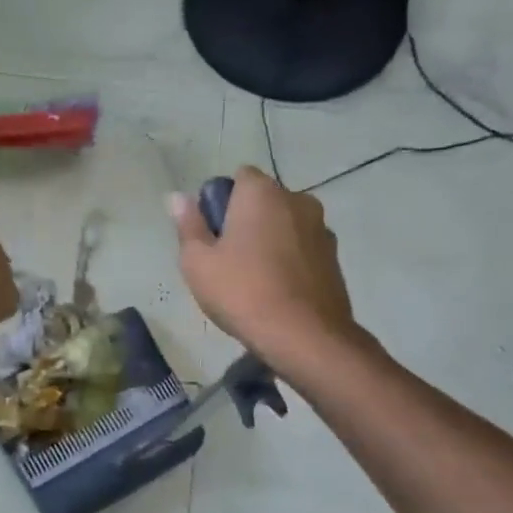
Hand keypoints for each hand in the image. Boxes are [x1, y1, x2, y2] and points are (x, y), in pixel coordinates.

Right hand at [170, 166, 361, 377]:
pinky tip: (276, 290)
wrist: (305, 336)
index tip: (211, 232)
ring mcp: (321, 228)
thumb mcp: (197, 261)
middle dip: (245, 219)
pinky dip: (288, 259)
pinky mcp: (334, 257)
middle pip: (263, 200)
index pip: (239, 177)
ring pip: (285, 224)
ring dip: (269, 239)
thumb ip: (188, 225)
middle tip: (225, 258)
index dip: (221, 201)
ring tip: (252, 278)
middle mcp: (297, 200)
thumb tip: (178, 197)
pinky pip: (302, 247)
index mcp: (262, 193)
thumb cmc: (242, 291)